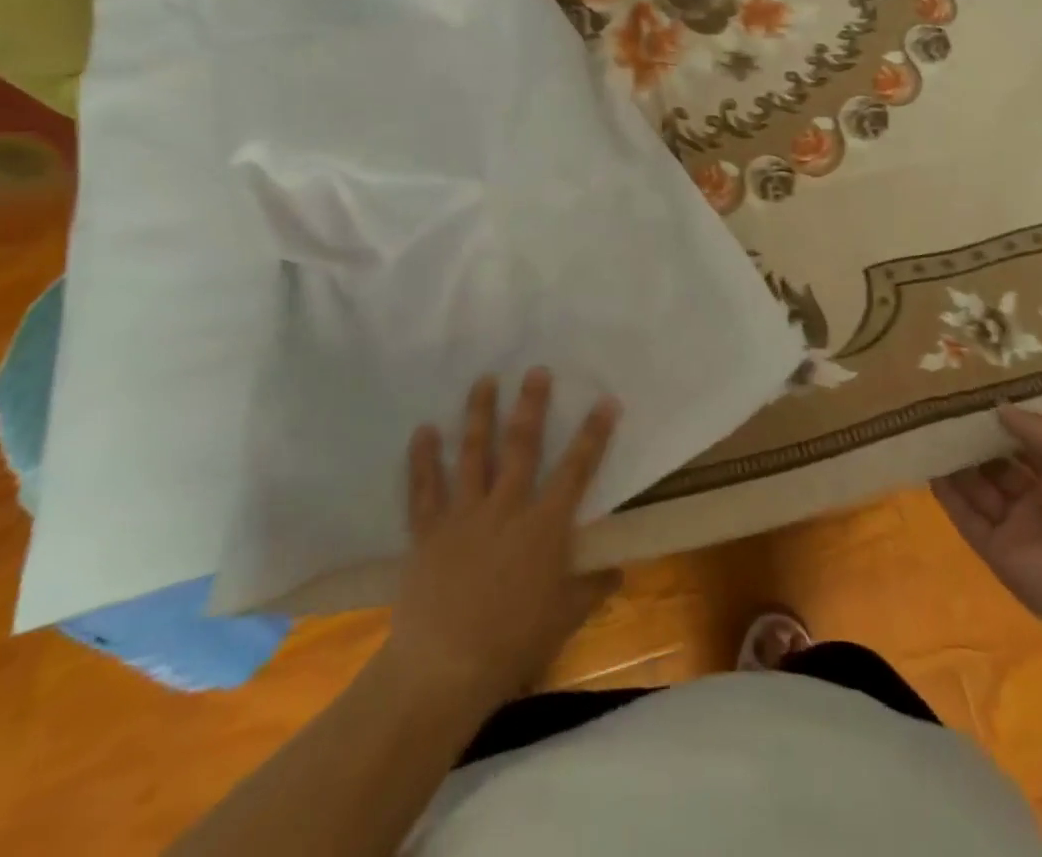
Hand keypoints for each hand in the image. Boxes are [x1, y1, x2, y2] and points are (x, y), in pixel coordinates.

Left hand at [386, 368, 619, 713]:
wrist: (443, 670)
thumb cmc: (512, 644)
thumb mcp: (565, 618)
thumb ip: (592, 588)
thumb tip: (619, 570)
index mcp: (544, 527)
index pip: (576, 470)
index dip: (594, 434)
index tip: (605, 400)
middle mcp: (506, 508)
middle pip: (522, 446)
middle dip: (532, 405)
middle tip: (536, 370)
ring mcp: (464, 515)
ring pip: (474, 454)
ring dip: (479, 414)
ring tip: (484, 380)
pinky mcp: (429, 531)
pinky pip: (424, 488)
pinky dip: (423, 459)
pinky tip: (424, 430)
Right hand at [931, 406, 1041, 650]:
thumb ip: (1033, 428)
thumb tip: (998, 407)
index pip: (1029, 449)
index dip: (1006, 428)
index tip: (976, 404)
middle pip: (1000, 469)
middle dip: (976, 445)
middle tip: (945, 416)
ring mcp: (1018, 530)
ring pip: (980, 492)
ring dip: (958, 467)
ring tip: (928, 435)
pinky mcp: (997, 552)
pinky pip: (968, 518)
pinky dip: (949, 496)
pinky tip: (930, 469)